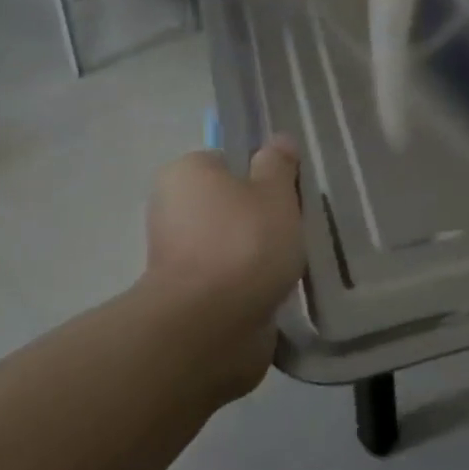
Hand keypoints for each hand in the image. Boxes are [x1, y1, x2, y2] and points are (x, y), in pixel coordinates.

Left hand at [143, 138, 303, 403]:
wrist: (209, 328)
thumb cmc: (244, 244)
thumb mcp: (275, 192)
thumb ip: (278, 164)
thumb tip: (278, 141)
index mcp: (185, 173)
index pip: (231, 162)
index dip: (263, 176)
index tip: (289, 196)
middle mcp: (172, 209)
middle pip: (231, 204)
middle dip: (262, 218)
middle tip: (296, 230)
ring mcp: (175, 256)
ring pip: (231, 244)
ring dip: (258, 255)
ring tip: (292, 264)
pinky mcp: (186, 297)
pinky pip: (228, 279)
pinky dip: (249, 284)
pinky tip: (276, 291)